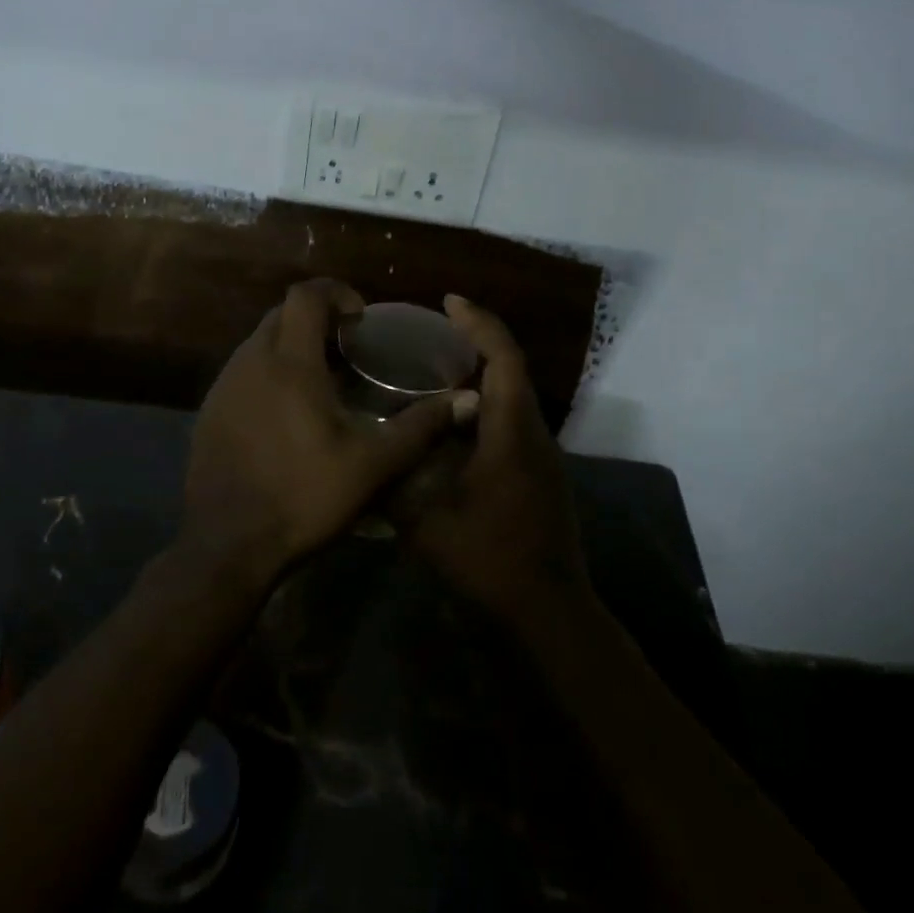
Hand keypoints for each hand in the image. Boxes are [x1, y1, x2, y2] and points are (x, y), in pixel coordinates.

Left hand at [180, 279, 470, 592]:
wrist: (227, 545)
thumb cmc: (304, 496)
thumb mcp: (374, 464)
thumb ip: (421, 426)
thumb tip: (469, 400)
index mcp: (290, 363)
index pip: (305, 295)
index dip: (336, 292)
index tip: (360, 317)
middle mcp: (251, 361)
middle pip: (281, 312)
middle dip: (316, 316)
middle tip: (347, 345)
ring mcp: (224, 385)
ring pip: (259, 340)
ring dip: (291, 343)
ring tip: (322, 377)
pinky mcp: (209, 409)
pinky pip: (243, 369)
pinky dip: (269, 369)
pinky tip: (288, 410)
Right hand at [393, 295, 590, 622]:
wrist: (549, 611)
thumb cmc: (490, 559)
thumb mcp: (427, 522)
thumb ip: (394, 481)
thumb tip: (365, 451)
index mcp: (512, 431)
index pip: (503, 358)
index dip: (479, 323)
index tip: (449, 301)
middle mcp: (533, 433)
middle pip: (511, 369)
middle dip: (477, 340)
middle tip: (433, 331)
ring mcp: (540, 455)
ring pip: (513, 395)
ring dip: (482, 372)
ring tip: (435, 367)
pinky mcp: (538, 474)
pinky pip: (511, 420)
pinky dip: (485, 404)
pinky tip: (451, 421)